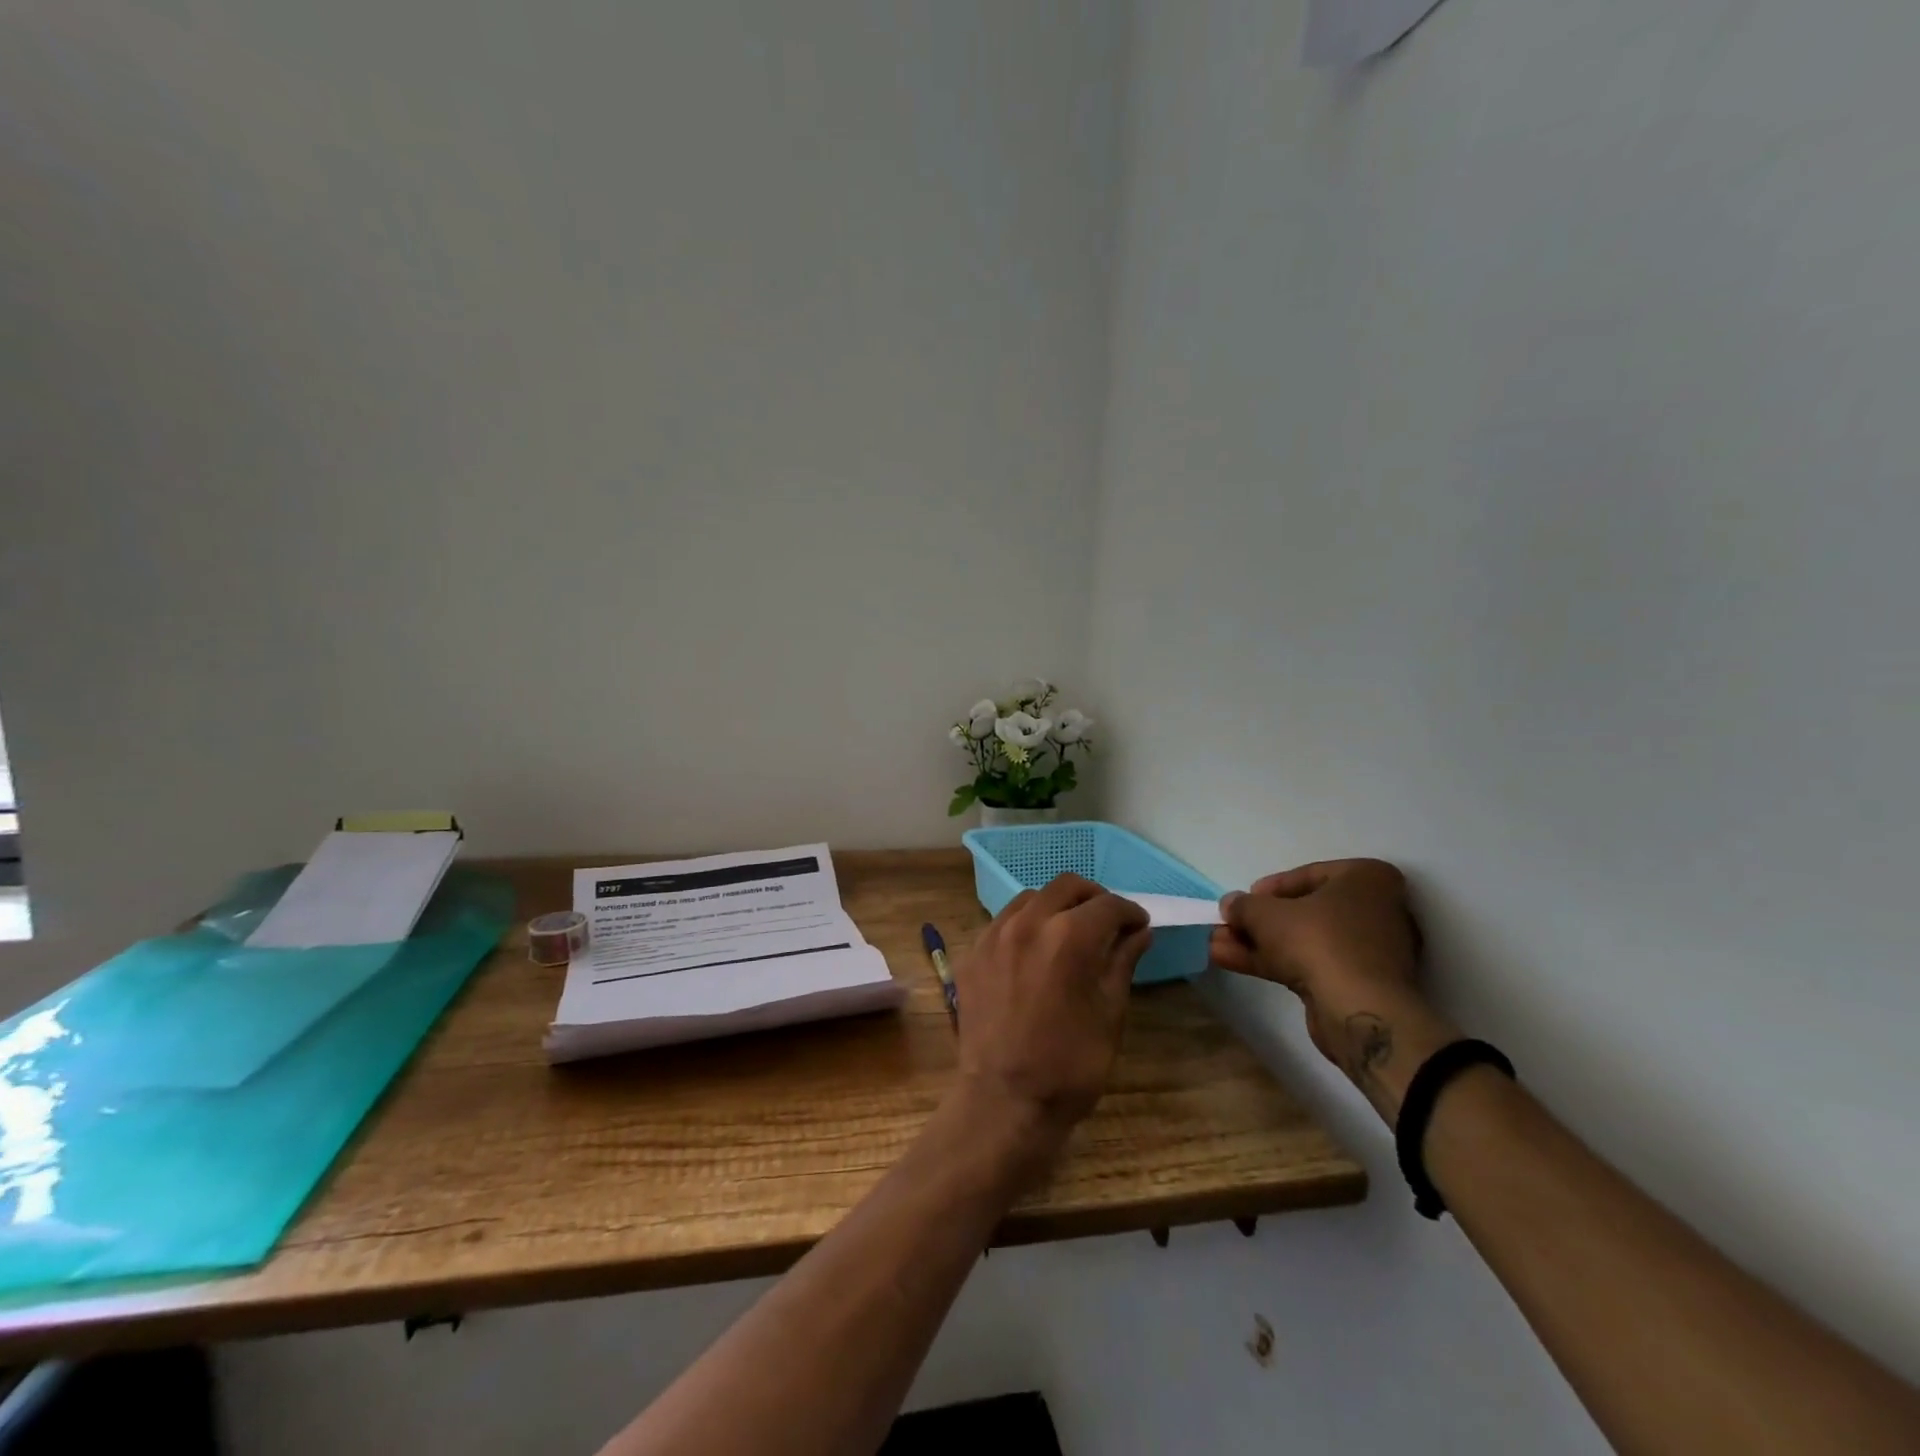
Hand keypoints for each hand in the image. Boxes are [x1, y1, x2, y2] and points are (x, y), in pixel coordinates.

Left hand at [951, 874, 1152, 1170]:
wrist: (1003, 1100)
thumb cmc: (1069, 1064)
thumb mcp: (1110, 1014)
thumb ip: (1123, 962)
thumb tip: (1139, 932)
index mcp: (1069, 936)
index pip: (1108, 905)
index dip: (1130, 913)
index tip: (1139, 926)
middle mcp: (1028, 922)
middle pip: (1067, 886)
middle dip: (1093, 898)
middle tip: (1108, 922)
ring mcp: (994, 934)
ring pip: (1031, 898)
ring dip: (1056, 906)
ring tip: (1069, 933)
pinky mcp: (972, 952)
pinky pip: (1003, 921)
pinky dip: (1026, 924)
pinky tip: (1034, 951)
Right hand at [1210, 859, 1455, 1118]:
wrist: (1359, 1010)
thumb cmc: (1318, 940)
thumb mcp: (1266, 913)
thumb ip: (1244, 905)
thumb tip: (1231, 905)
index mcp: (1367, 879)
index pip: (1310, 874)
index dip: (1270, 888)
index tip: (1244, 899)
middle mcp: (1376, 910)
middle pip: (1304, 911)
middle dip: (1258, 921)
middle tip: (1227, 925)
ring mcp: (1368, 951)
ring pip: (1303, 940)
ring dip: (1257, 942)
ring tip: (1215, 944)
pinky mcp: (1357, 983)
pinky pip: (1309, 963)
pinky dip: (1272, 961)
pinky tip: (1230, 961)